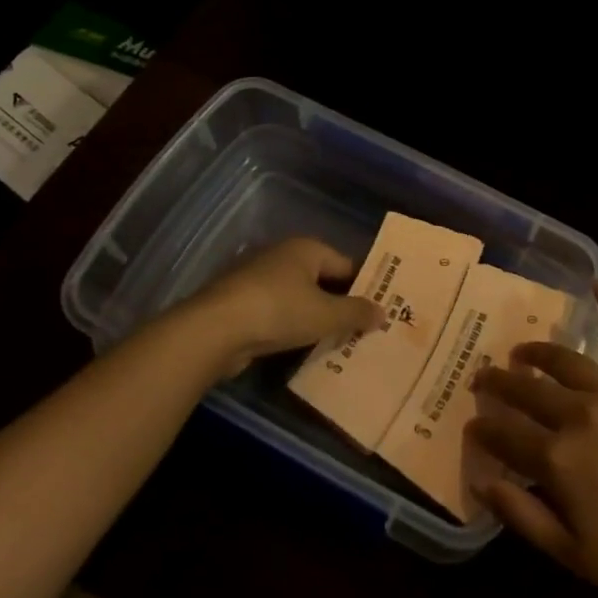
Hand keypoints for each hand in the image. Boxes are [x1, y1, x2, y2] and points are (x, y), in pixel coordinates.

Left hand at [180, 238, 384, 378]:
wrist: (214, 331)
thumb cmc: (278, 311)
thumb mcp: (326, 315)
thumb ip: (356, 313)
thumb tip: (383, 312)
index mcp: (306, 248)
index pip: (346, 265)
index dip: (364, 287)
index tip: (378, 311)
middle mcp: (282, 256)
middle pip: (322, 280)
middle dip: (339, 304)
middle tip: (361, 330)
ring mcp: (258, 278)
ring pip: (298, 298)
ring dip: (314, 318)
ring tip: (336, 344)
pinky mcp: (241, 302)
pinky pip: (277, 313)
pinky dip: (290, 327)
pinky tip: (301, 348)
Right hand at [467, 286, 597, 597]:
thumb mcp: (576, 556)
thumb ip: (524, 517)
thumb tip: (483, 483)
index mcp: (558, 459)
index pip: (506, 436)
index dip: (483, 430)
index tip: (471, 424)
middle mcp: (580, 414)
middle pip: (528, 391)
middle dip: (499, 383)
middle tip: (482, 377)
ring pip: (565, 361)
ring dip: (537, 352)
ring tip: (521, 350)